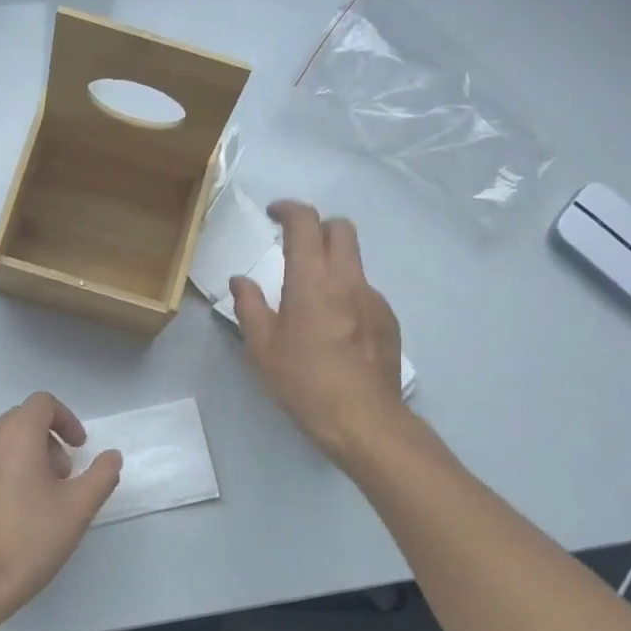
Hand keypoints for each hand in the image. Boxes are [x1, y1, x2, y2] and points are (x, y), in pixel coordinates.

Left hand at [0, 393, 122, 630]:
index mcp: (16, 437)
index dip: (66, 419)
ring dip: (24, 457)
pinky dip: (1, 476)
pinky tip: (10, 513)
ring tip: (39, 497)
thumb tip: (111, 456)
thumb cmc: (31, 539)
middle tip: (62, 475)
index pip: (41, 403)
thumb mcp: (79, 507)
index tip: (78, 449)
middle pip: (19, 420)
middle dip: (47, 439)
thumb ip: (102, 475)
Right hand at [232, 201, 408, 462]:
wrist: (364, 421)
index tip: (274, 214)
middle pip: (341, 228)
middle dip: (317, 227)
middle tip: (295, 247)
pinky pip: (365, 292)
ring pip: (354, 261)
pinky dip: (347, 294)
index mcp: (312, 281)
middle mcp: (348, 280)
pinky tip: (336, 329)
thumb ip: (249, 306)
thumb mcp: (262, 348)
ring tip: (312, 299)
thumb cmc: (304, 383)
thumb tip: (241, 280)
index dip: (289, 209)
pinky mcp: (389, 320)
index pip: (306, 223)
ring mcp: (374, 299)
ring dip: (332, 263)